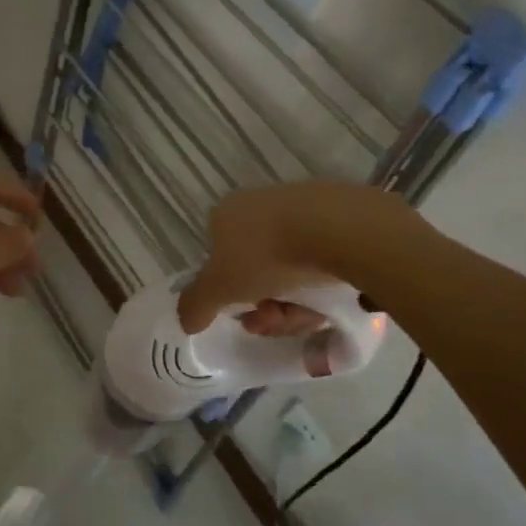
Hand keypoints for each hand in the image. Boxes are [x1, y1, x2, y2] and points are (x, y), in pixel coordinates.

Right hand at [178, 182, 416, 334]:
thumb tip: (186, 320)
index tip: (247, 316)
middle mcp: (260, 204)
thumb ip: (196, 305)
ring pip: (291, 269)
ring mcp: (302, 208)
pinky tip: (334, 298)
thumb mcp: (220, 288)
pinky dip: (323, 284)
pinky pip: (323, 259)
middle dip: (265, 305)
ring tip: (309, 317)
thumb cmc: (267, 255)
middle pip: (256, 270)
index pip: (218, 258)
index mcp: (226, 214)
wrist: (340, 230)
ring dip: (295, 302)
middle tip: (277, 321)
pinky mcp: (340, 216)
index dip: (229, 294)